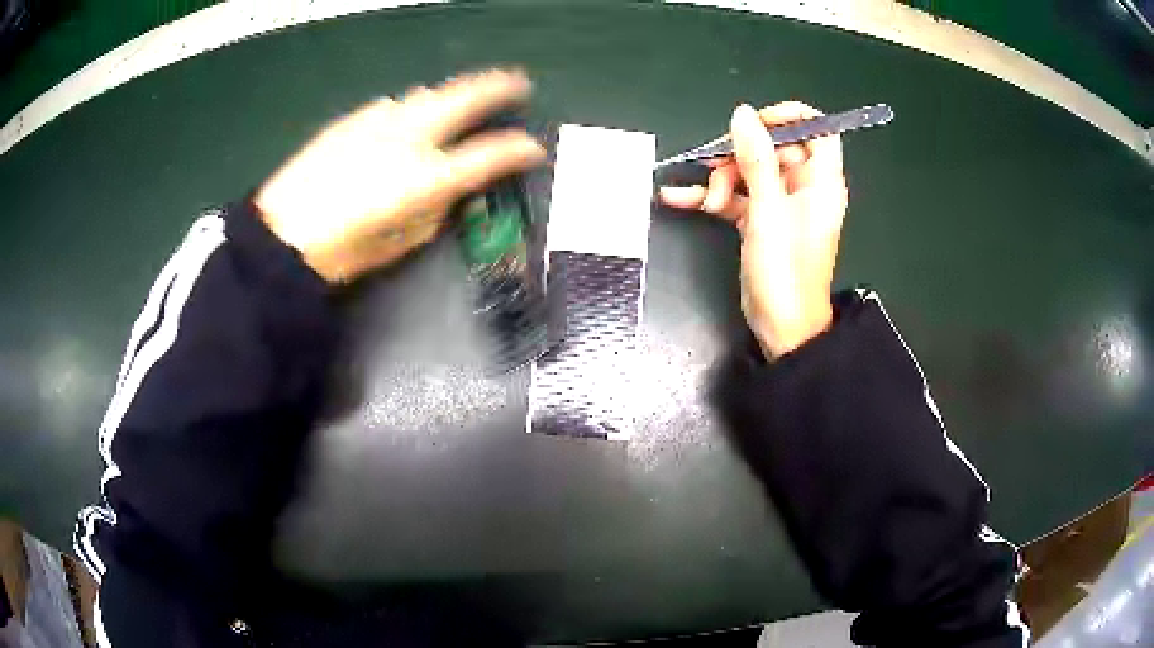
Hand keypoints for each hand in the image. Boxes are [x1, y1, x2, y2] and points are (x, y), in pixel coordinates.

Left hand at [254, 69, 545, 283]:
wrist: (281, 235)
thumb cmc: (344, 252)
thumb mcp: (403, 242)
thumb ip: (437, 210)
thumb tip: (452, 189)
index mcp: (427, 176)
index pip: (490, 154)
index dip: (519, 149)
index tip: (534, 149)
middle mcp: (410, 136)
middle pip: (465, 97)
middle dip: (498, 87)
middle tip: (518, 84)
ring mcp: (378, 121)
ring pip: (427, 94)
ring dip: (451, 96)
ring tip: (458, 103)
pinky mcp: (352, 120)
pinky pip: (392, 106)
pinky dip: (409, 109)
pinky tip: (403, 122)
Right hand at [659, 102, 847, 359]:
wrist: (781, 328)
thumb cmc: (785, 271)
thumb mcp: (767, 210)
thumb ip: (756, 159)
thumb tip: (743, 114)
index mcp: (820, 181)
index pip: (817, 129)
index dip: (789, 118)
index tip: (756, 123)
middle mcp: (804, 187)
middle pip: (773, 148)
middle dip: (740, 156)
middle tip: (719, 172)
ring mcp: (781, 205)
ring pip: (750, 171)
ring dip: (722, 180)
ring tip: (708, 200)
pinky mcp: (762, 221)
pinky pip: (737, 197)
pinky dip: (712, 197)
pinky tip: (678, 197)